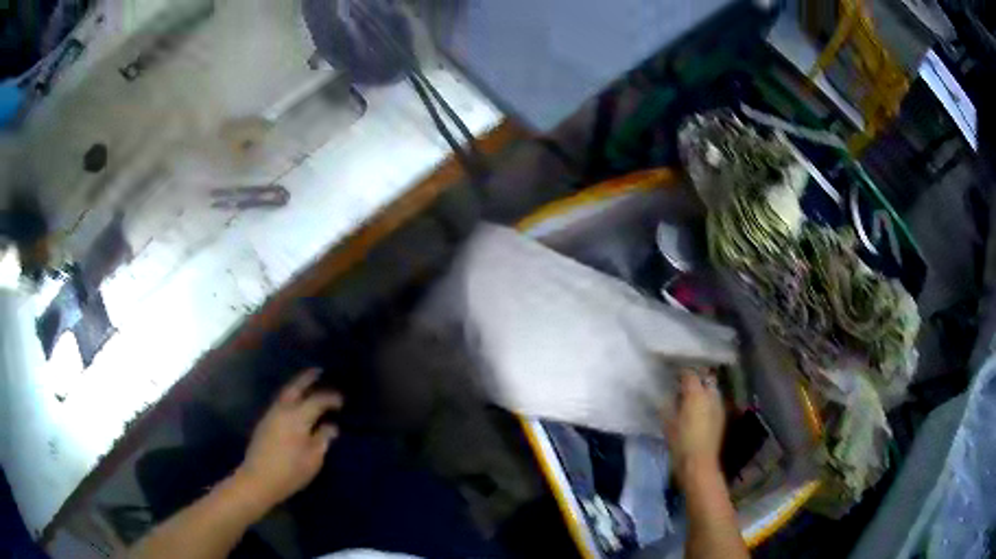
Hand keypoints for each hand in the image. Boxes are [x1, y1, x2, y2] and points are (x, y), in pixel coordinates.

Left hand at [234, 369, 341, 509]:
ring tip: (308, 385)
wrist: (258, 479)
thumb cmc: (290, 471)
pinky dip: (290, 397)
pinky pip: (280, 402)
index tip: (342, 401)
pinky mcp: (264, 422)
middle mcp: (283, 409)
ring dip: (297, 386)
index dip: (331, 398)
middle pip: (296, 387)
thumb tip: (331, 425)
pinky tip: (295, 404)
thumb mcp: (313, 458)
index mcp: (298, 417)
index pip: (318, 400)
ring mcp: (271, 414)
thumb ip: (323, 438)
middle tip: (319, 371)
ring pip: (285, 393)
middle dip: (307, 378)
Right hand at [663, 371, 725, 488]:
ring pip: (711, 388)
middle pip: (705, 378)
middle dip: (696, 377)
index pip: (689, 374)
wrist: (699, 464)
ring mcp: (718, 405)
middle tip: (683, 383)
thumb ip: (667, 405)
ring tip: (691, 395)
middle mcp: (710, 396)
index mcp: (696, 395)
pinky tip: (699, 409)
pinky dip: (707, 400)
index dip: (681, 372)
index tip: (672, 373)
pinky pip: (714, 400)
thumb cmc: (680, 444)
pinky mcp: (721, 416)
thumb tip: (665, 395)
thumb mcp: (668, 424)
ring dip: (703, 388)